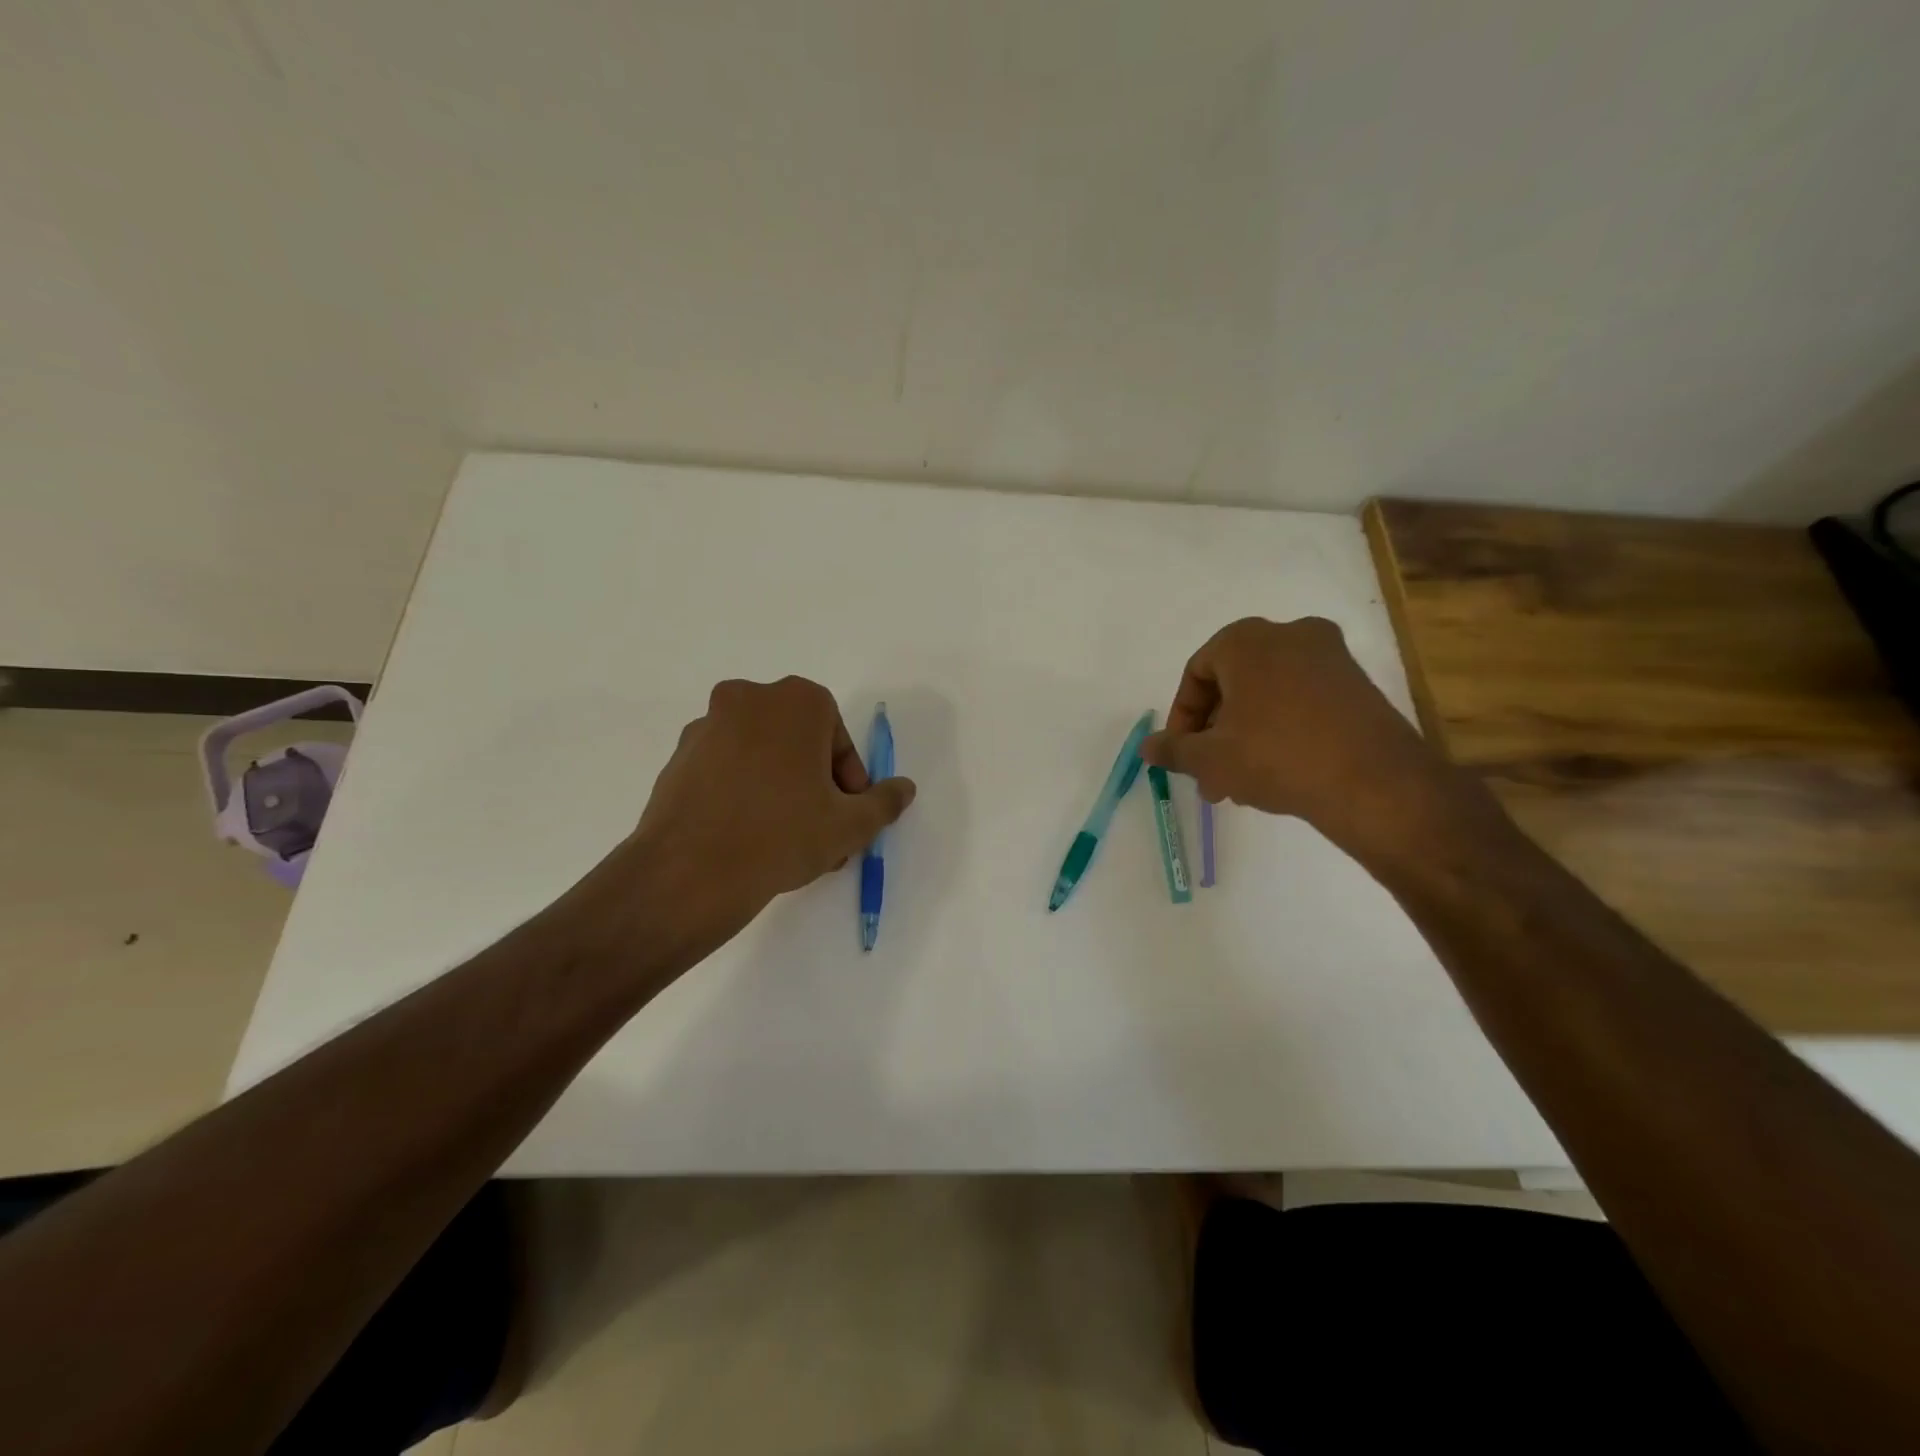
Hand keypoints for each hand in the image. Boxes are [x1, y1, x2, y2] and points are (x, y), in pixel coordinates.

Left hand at [563, 677, 915, 972]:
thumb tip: (904, 788)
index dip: (848, 779)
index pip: (837, 737)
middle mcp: (748, 699)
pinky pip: (726, 770)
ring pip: (761, 756)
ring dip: (781, 790)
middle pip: (799, 743)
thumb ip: (884, 801)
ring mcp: (706, 726)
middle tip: (822, 829)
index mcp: (796, 701)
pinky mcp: (678, 757)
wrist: (690, 872)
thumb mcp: (851, 824)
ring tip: (786, 840)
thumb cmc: (783, 834)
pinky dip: (742, 792)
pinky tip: (748, 836)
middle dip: (815, 785)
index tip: (846, 814)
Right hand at [1140, 617, 1483, 860]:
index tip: (1182, 753)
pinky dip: (1280, 730)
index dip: (1182, 717)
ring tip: (1238, 784)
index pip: (1197, 672)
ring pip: (1267, 695)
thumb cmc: (1276, 757)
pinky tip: (1276, 773)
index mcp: (1247, 640)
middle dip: (1214, 732)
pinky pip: (1301, 701)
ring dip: (1244, 736)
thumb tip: (1147, 747)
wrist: (1375, 783)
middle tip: (1207, 773)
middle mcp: (1289, 634)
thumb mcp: (1210, 758)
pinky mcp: (1357, 684)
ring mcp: (1330, 657)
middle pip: (1233, 683)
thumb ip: (1173, 749)